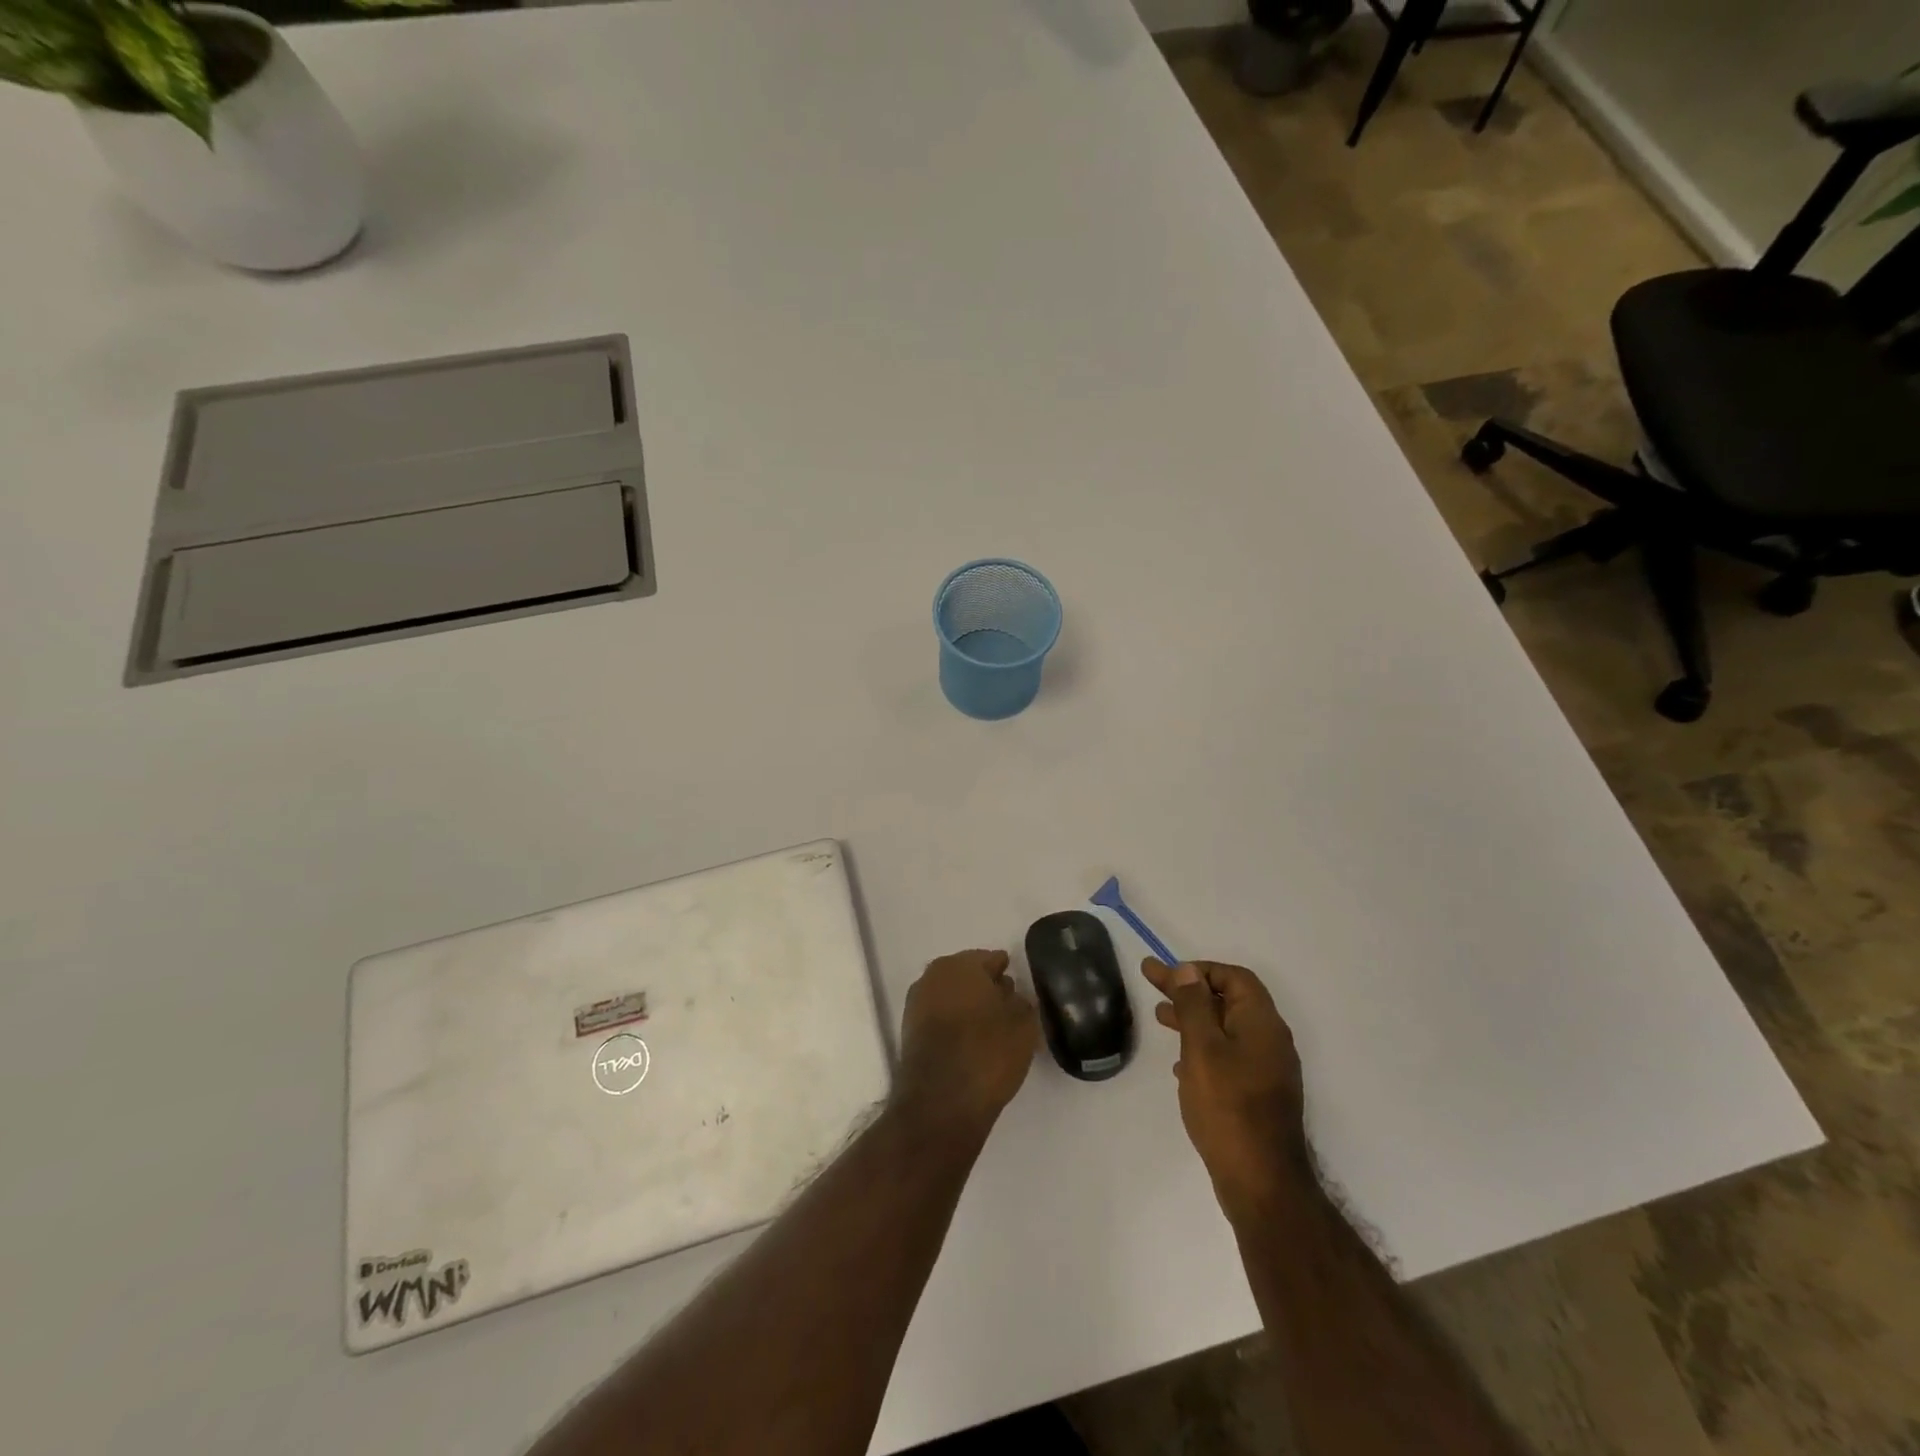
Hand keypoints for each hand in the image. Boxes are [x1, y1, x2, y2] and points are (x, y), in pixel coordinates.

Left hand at [894, 950, 1039, 1139]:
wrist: (940, 1102)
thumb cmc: (987, 1053)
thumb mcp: (1023, 1025)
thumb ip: (1021, 1002)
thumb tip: (1012, 995)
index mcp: (962, 964)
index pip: (991, 959)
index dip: (1007, 972)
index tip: (1019, 986)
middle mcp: (934, 976)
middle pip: (967, 976)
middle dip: (986, 988)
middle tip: (1008, 1007)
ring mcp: (917, 1003)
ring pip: (952, 997)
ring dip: (969, 1007)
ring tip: (992, 1029)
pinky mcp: (909, 1032)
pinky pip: (940, 1019)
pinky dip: (955, 1025)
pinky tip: (971, 1042)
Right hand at [1143, 959, 1306, 1221]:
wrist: (1262, 1183)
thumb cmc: (1228, 1107)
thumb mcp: (1202, 1049)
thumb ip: (1194, 1006)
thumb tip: (1188, 971)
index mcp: (1262, 1023)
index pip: (1234, 978)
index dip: (1200, 970)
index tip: (1167, 974)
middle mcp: (1270, 1041)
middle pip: (1228, 1001)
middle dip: (1189, 991)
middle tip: (1152, 984)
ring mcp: (1267, 1071)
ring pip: (1226, 1030)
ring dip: (1193, 1019)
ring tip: (1159, 1019)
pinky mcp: (1258, 1096)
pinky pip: (1229, 1057)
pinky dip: (1202, 1049)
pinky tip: (1180, 1064)